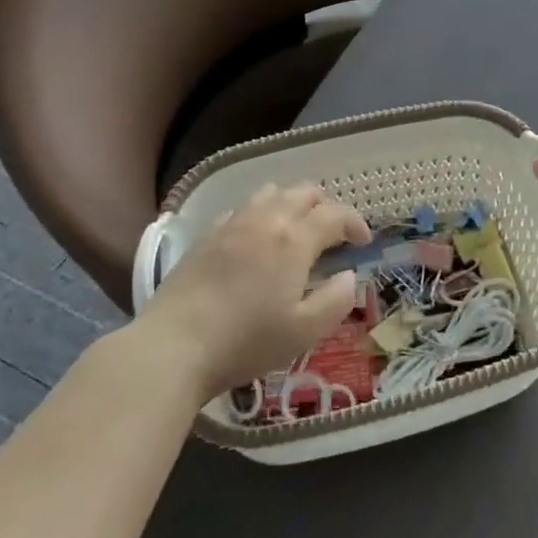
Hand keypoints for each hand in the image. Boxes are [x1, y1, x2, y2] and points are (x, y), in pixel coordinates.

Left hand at [138, 183, 369, 400]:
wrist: (173, 346)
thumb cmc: (246, 341)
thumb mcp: (304, 332)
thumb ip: (336, 300)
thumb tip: (349, 276)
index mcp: (295, 239)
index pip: (336, 214)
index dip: (355, 223)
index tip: (363, 242)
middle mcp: (267, 219)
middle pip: (304, 192)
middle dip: (326, 207)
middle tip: (333, 234)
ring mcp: (233, 223)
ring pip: (272, 193)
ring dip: (292, 203)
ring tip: (295, 230)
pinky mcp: (207, 235)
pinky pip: (243, 208)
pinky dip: (261, 214)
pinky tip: (256, 240)